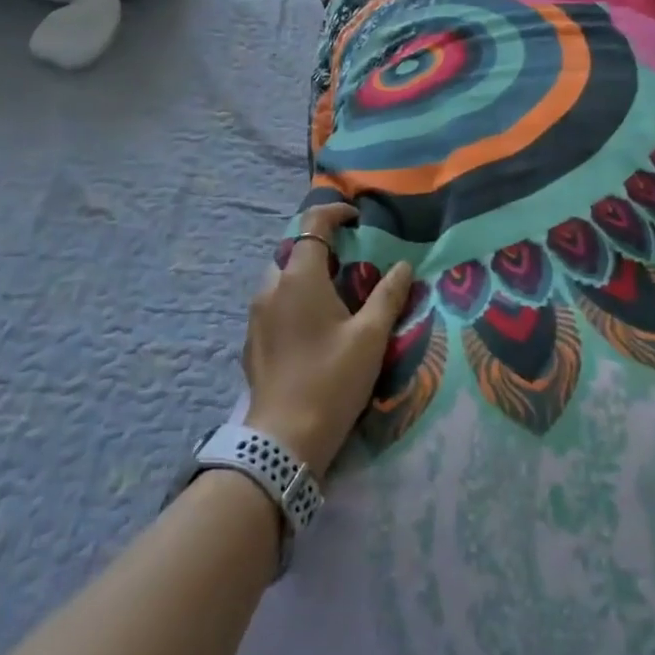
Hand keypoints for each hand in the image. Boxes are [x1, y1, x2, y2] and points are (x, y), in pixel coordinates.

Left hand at [242, 202, 413, 477]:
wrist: (283, 441)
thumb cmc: (332, 380)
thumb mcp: (370, 337)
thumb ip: (388, 295)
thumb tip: (402, 265)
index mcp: (299, 277)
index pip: (313, 224)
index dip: (335, 213)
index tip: (357, 219)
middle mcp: (271, 287)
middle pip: (295, 250)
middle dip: (321, 248)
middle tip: (351, 264)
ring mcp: (256, 315)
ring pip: (282, 279)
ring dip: (306, 276)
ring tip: (335, 297)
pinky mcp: (252, 341)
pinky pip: (273, 305)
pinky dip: (293, 301)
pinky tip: (313, 329)